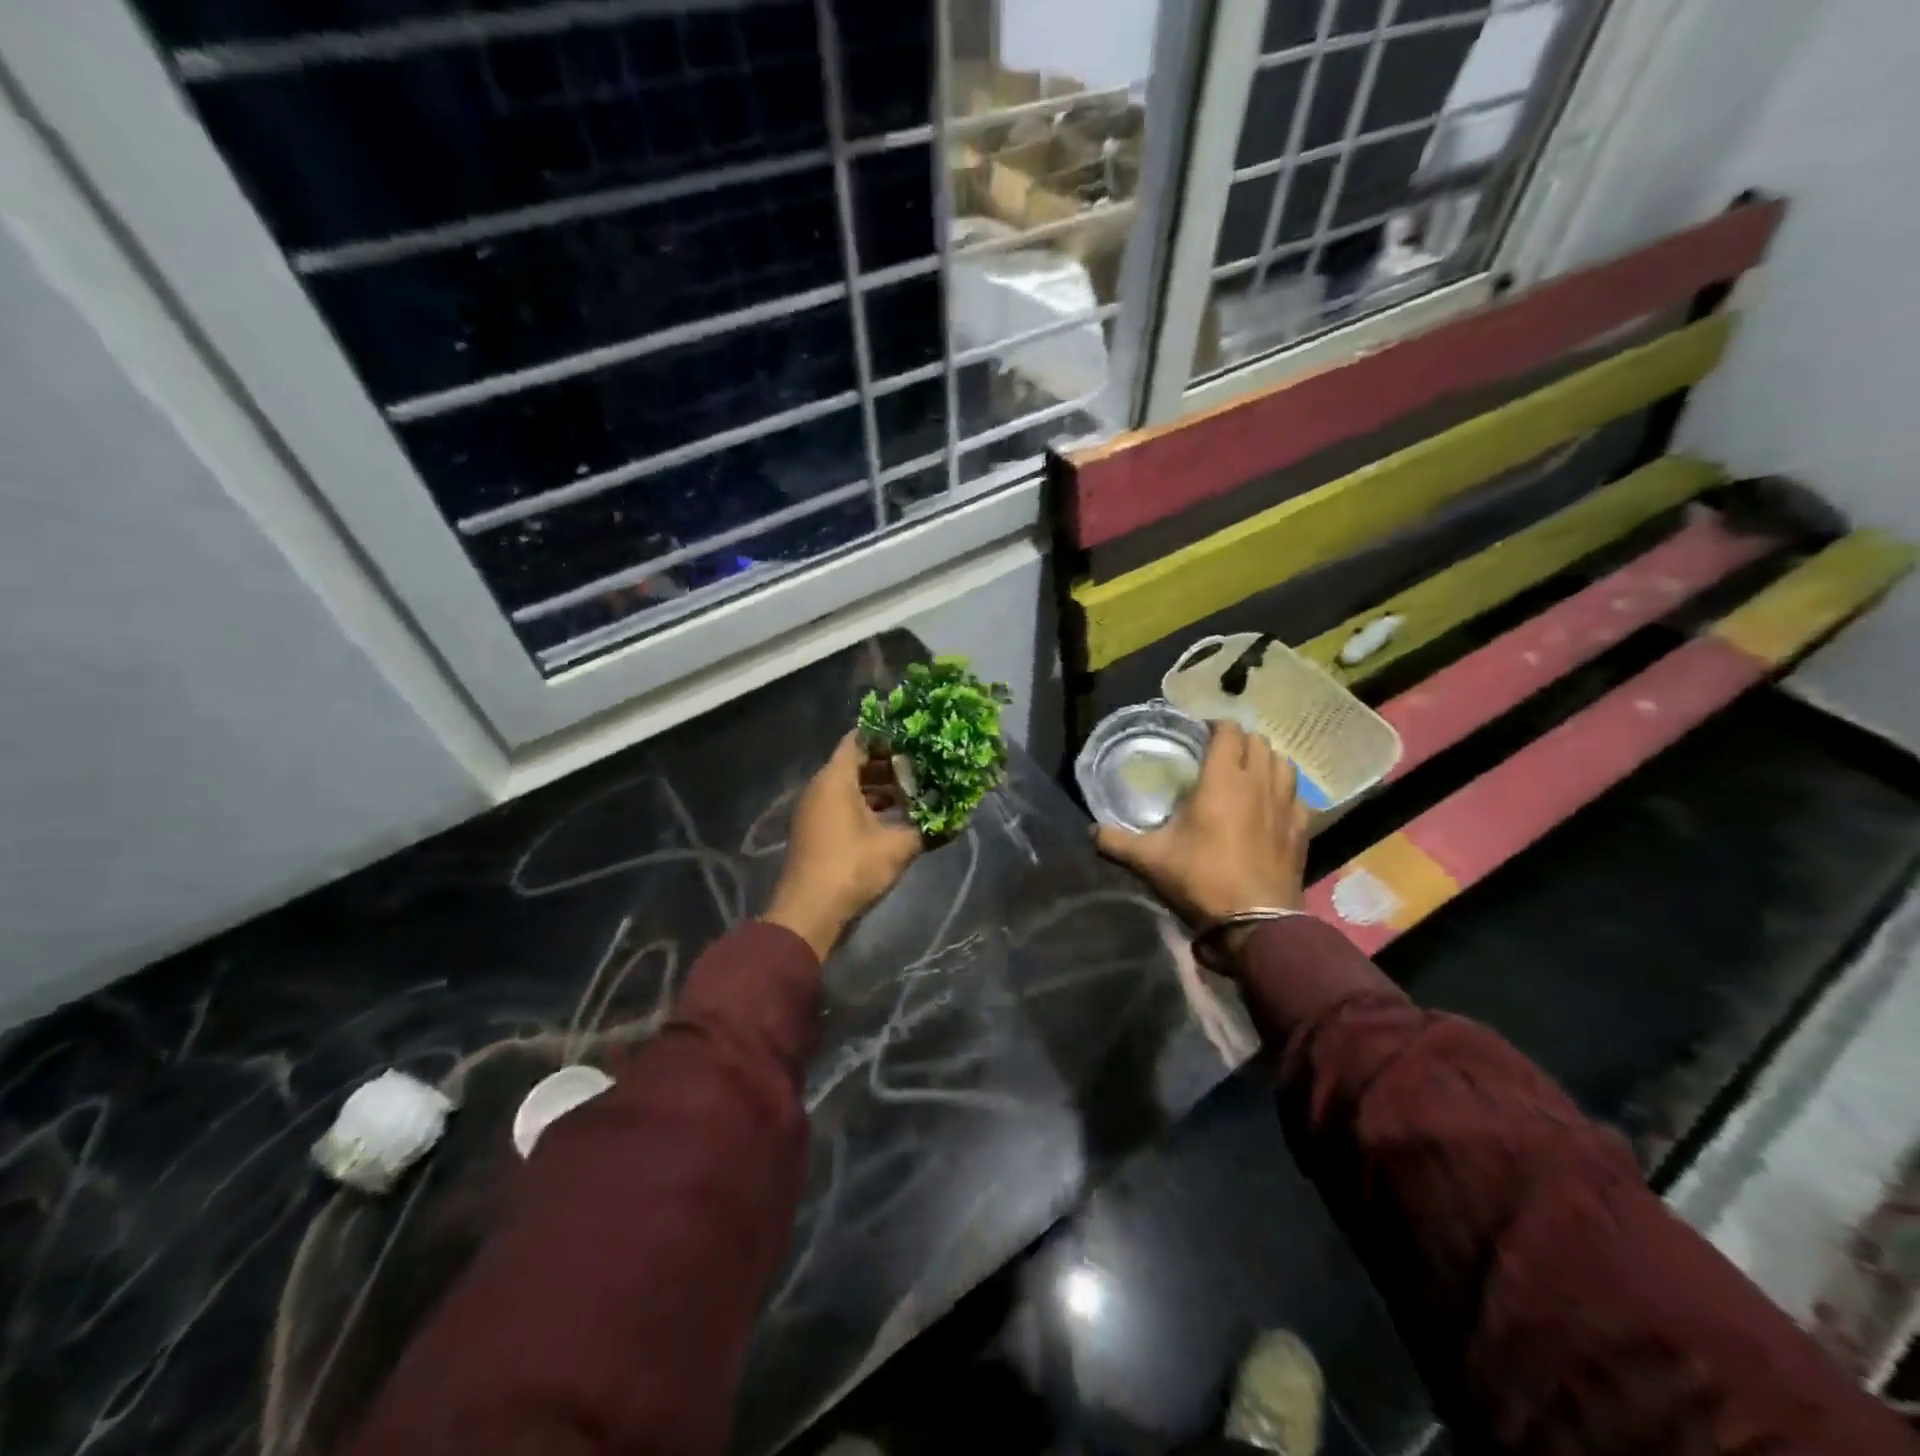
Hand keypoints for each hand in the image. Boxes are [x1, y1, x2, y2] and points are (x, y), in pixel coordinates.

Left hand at [765, 733, 923, 958]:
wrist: (809, 912)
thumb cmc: (852, 867)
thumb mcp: (898, 846)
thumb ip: (928, 828)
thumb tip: (957, 819)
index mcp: (835, 779)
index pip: (860, 738)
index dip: (888, 735)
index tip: (916, 737)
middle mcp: (821, 788)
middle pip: (857, 762)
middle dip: (891, 764)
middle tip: (924, 765)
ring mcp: (816, 811)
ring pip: (852, 786)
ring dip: (882, 788)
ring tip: (917, 793)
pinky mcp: (818, 831)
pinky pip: (845, 805)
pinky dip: (869, 806)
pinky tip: (897, 818)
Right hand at [1094, 721, 1309, 939]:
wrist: (1255, 921)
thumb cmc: (1201, 879)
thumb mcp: (1150, 859)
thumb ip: (1116, 841)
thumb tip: (1090, 832)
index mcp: (1222, 780)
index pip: (1228, 731)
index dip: (1215, 726)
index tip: (1200, 734)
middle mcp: (1258, 782)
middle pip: (1258, 741)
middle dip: (1240, 741)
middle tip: (1220, 754)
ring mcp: (1285, 804)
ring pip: (1283, 763)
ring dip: (1266, 761)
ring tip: (1249, 773)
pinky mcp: (1302, 828)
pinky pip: (1298, 795)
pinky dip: (1285, 792)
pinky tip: (1273, 805)